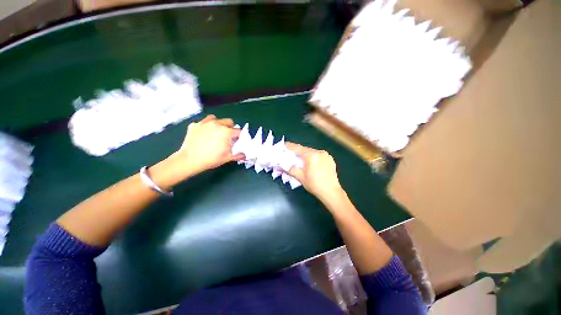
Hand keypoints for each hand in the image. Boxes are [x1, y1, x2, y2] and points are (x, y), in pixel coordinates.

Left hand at [173, 114, 243, 175]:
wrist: (190, 160)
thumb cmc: (211, 159)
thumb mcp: (227, 158)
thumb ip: (238, 155)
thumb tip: (244, 155)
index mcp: (226, 132)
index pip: (238, 131)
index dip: (239, 136)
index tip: (237, 140)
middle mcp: (217, 124)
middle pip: (229, 122)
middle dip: (230, 128)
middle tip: (227, 137)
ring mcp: (204, 123)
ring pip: (216, 119)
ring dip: (218, 124)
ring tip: (216, 132)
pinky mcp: (195, 125)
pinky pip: (203, 122)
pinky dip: (206, 126)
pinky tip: (204, 133)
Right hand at [285, 142, 343, 201]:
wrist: (331, 192)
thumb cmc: (314, 185)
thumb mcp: (300, 177)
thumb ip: (289, 169)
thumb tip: (279, 165)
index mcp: (311, 156)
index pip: (298, 148)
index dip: (290, 146)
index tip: (284, 145)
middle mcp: (319, 152)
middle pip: (305, 150)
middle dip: (297, 152)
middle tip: (290, 155)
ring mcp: (326, 155)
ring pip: (312, 152)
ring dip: (305, 155)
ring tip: (300, 160)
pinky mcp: (330, 159)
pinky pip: (318, 155)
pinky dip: (313, 157)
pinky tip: (311, 163)